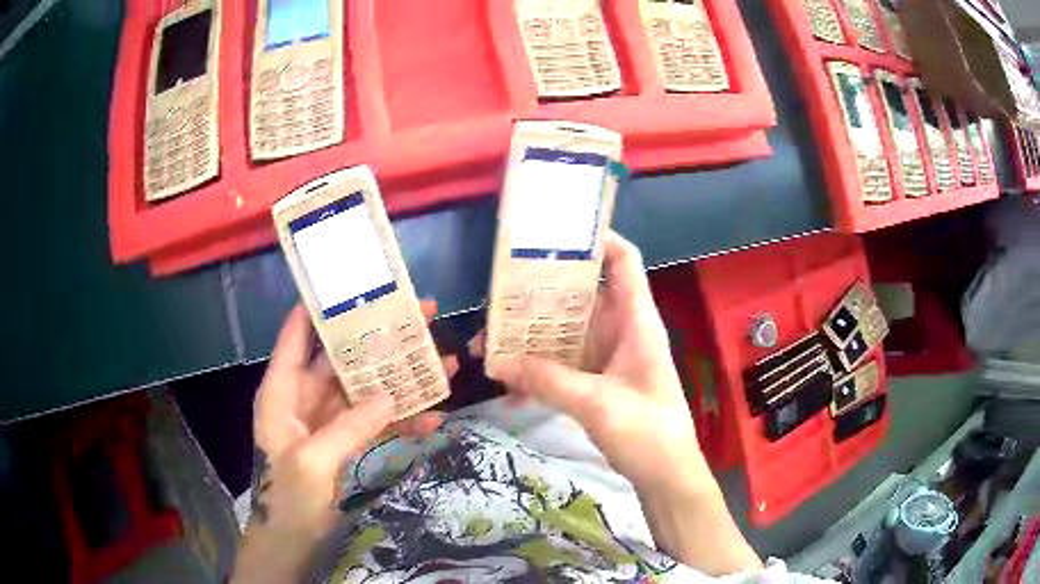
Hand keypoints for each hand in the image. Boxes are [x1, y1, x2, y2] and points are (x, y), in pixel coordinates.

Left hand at [231, 301, 455, 582]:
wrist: (293, 540)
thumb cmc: (288, 497)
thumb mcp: (312, 461)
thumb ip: (348, 426)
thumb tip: (391, 394)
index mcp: (283, 391)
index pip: (297, 335)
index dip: (320, 306)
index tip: (354, 283)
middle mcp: (306, 397)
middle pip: (344, 358)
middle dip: (380, 338)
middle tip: (422, 315)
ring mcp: (330, 420)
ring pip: (367, 388)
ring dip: (402, 378)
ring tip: (443, 360)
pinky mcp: (349, 441)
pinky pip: (378, 422)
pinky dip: (403, 420)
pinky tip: (434, 418)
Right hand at [494, 232, 696, 491]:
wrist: (666, 475)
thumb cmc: (647, 432)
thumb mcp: (597, 403)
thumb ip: (547, 380)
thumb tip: (496, 360)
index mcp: (635, 320)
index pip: (623, 260)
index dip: (597, 238)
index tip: (554, 233)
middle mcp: (622, 330)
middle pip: (584, 294)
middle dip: (544, 291)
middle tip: (500, 290)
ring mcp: (609, 357)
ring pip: (568, 331)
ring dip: (534, 335)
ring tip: (492, 337)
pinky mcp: (599, 382)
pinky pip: (565, 363)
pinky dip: (540, 368)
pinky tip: (509, 382)